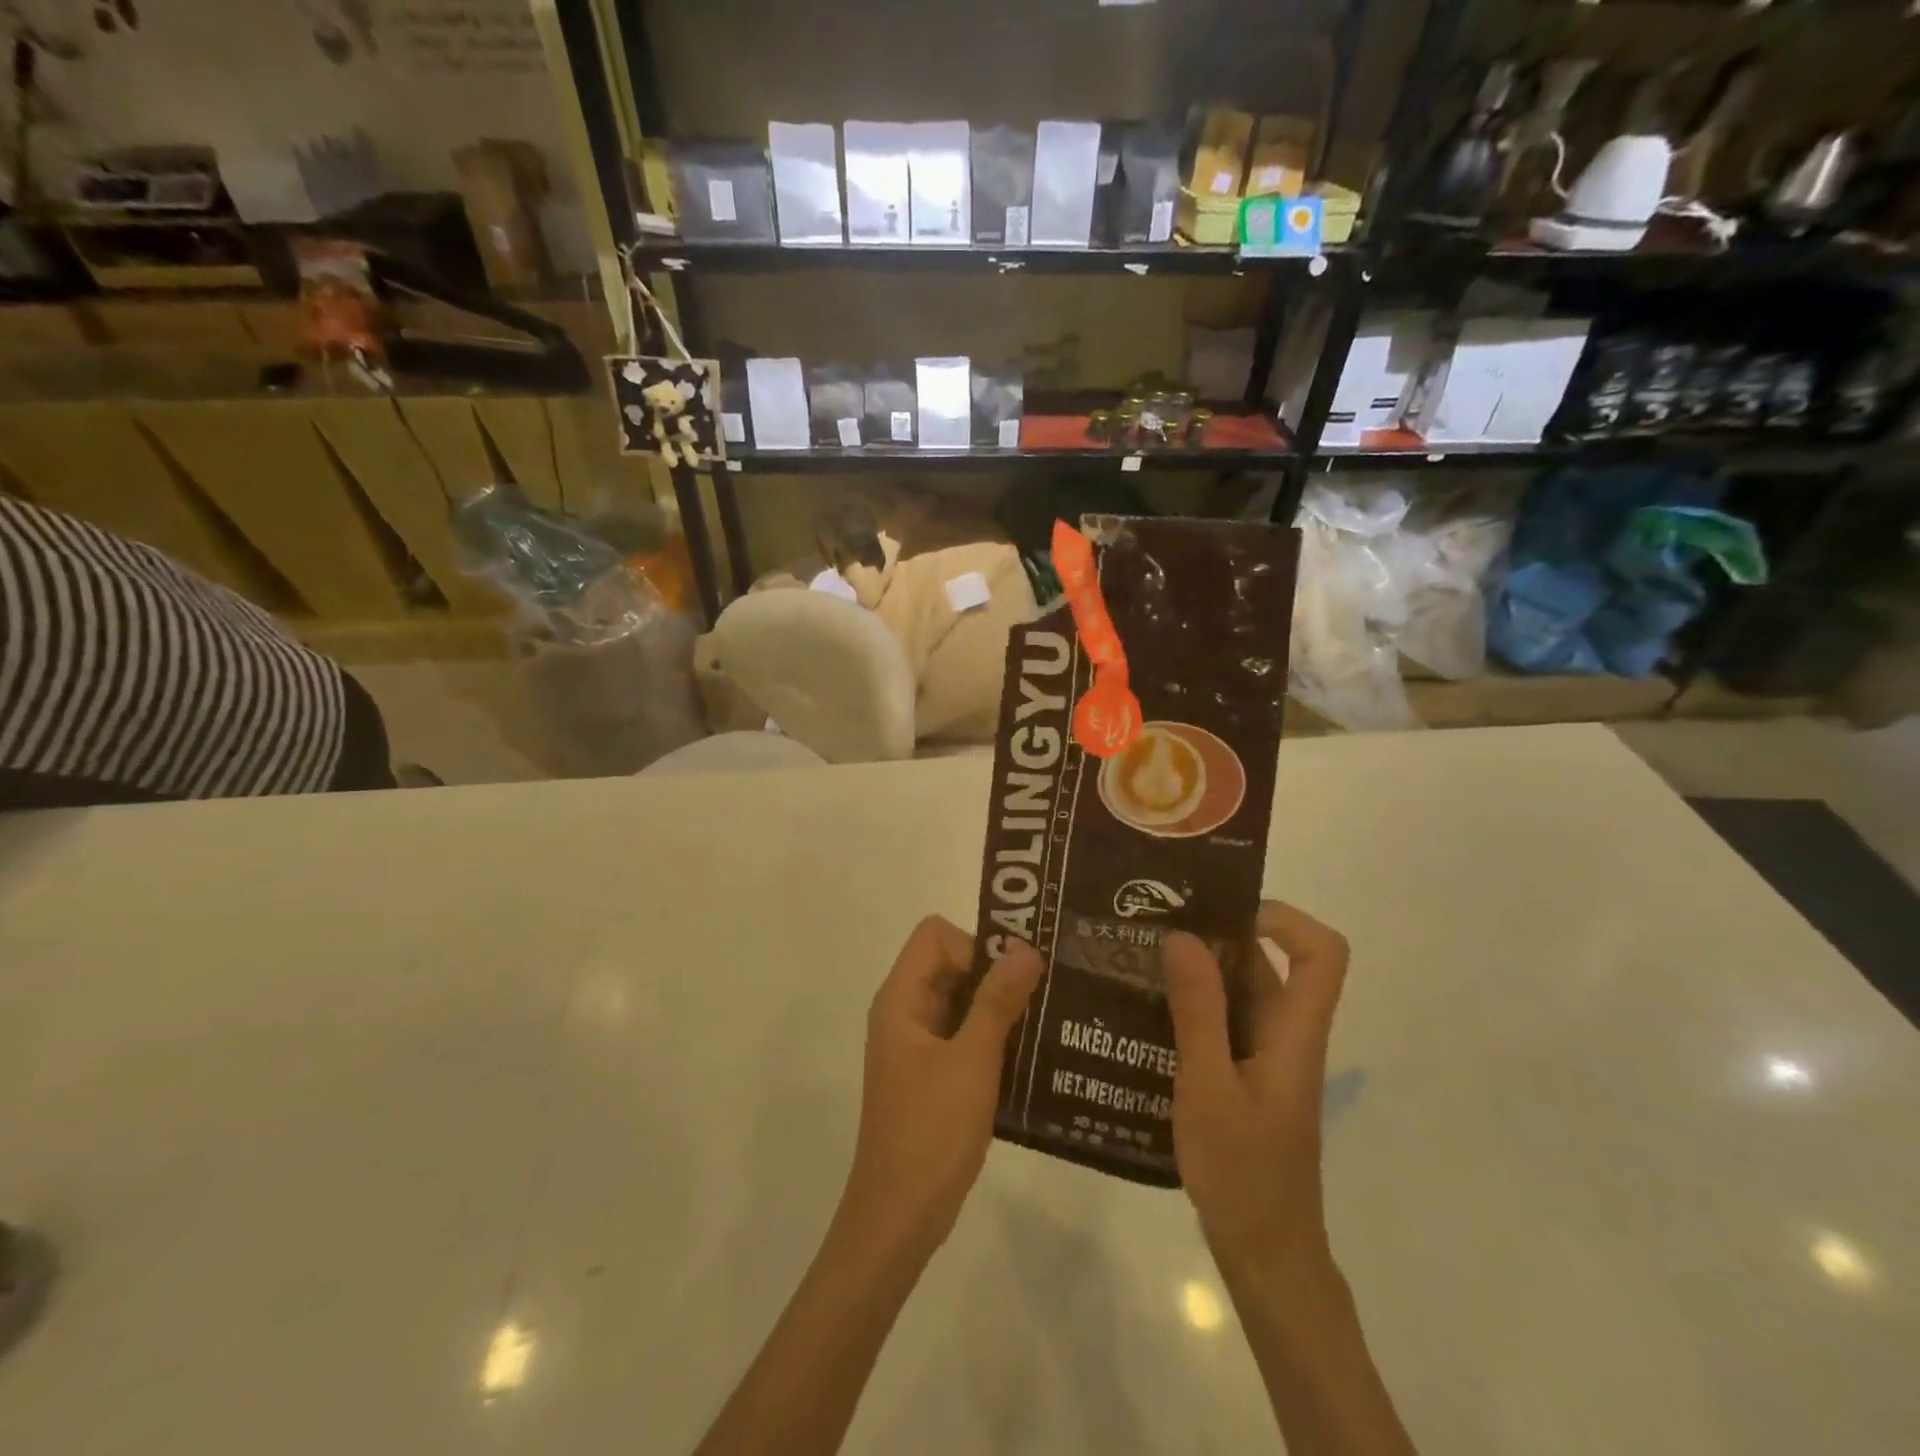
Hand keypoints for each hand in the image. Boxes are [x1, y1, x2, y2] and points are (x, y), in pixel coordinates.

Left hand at [837, 917, 1044, 1263]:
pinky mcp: (932, 1075)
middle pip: (951, 964)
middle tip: (1045, 994)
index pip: (935, 936)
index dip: (974, 945)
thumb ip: (998, 1001)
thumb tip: (1025, 947)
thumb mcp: (972, 1061)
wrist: (899, 1218)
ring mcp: (917, 1046)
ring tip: (1046, 1023)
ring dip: (1000, 1007)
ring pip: (962, 1002)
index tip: (1013, 976)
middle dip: (996, 974)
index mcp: (901, 999)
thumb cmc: (931, 1132)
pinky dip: (994, 1038)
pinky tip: (1030, 1057)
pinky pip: (965, 1036)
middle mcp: (905, 1013)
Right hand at [1162, 902, 1349, 1276]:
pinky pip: (1222, 1021)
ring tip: (1137, 959)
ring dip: (1195, 971)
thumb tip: (1184, 936)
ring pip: (1239, 991)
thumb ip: (1199, 1011)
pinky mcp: (1244, 1076)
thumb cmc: (1243, 1172)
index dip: (1284, 919)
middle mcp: (1286, 1034)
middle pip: (1269, 963)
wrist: (1265, 1254)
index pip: (1323, 954)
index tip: (1223, 914)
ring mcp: (1265, 1056)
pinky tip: (1142, 1011)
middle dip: (1215, 936)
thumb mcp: (1209, 1086)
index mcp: (1295, 1031)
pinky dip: (1189, 1005)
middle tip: (1153, 925)